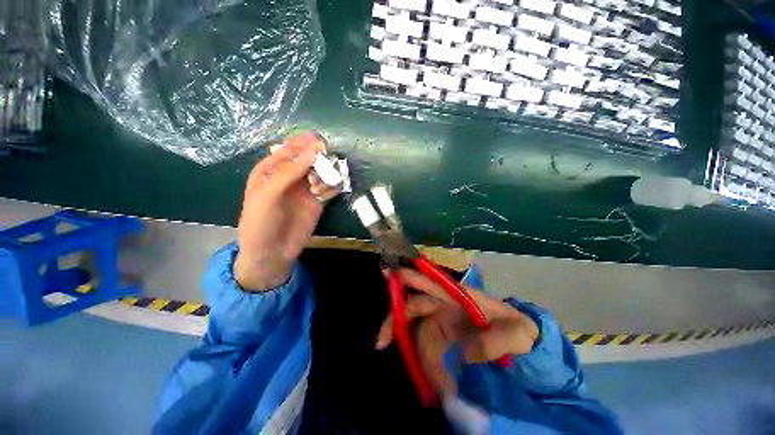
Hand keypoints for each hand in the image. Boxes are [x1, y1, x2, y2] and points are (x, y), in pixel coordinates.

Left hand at [234, 132, 338, 290]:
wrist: (271, 253)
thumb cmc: (261, 222)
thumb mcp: (268, 194)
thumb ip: (290, 171)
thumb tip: (314, 149)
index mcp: (273, 167)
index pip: (293, 147)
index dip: (308, 144)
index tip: (322, 148)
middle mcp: (292, 175)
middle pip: (312, 157)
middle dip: (320, 160)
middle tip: (324, 170)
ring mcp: (306, 188)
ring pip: (323, 171)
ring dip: (326, 175)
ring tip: (318, 190)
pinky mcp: (318, 200)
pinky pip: (330, 187)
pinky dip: (332, 187)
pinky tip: (324, 197)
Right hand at [375, 269, 538, 394]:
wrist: (521, 341)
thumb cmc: (518, 329)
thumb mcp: (519, 334)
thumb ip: (498, 341)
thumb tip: (464, 353)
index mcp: (459, 295)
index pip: (429, 282)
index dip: (408, 278)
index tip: (387, 277)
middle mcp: (445, 304)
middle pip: (414, 306)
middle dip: (396, 320)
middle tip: (381, 343)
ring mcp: (442, 320)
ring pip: (417, 331)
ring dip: (417, 354)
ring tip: (437, 386)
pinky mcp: (443, 336)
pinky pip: (425, 345)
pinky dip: (424, 362)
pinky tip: (433, 381)